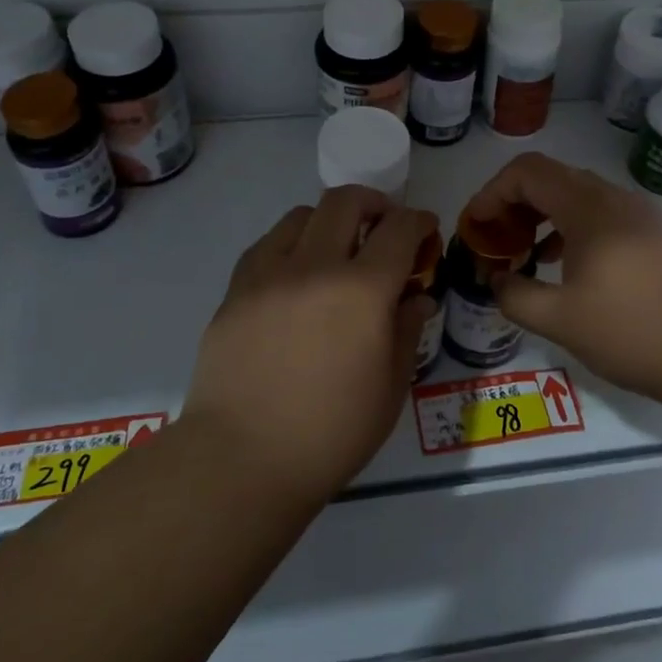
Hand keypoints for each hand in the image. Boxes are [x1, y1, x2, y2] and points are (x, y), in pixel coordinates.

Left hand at [183, 187, 437, 504]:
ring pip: (302, 215)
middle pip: (346, 201)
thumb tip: (416, 298)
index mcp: (362, 291)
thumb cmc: (330, 433)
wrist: (242, 459)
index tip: (425, 228)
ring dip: (330, 221)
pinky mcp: (236, 289)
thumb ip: (407, 331)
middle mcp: (315, 266)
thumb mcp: (390, 388)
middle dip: (375, 203)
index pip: (399, 230)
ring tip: (336, 251)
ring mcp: (269, 273)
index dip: (419, 221)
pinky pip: (268, 244)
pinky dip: (292, 244)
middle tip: (384, 227)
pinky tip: (296, 275)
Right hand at [463, 153, 661, 408]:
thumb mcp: (561, 321)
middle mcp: (614, 199)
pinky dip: (571, 228)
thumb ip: (516, 296)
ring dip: (543, 215)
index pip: (527, 171)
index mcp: (589, 209)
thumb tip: (497, 281)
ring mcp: (640, 215)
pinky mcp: (656, 235)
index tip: (476, 227)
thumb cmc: (634, 332)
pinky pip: (601, 215)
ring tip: (526, 253)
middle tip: (496, 240)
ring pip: (578, 196)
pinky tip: (567, 266)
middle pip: (551, 178)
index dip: (492, 192)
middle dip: (514, 203)